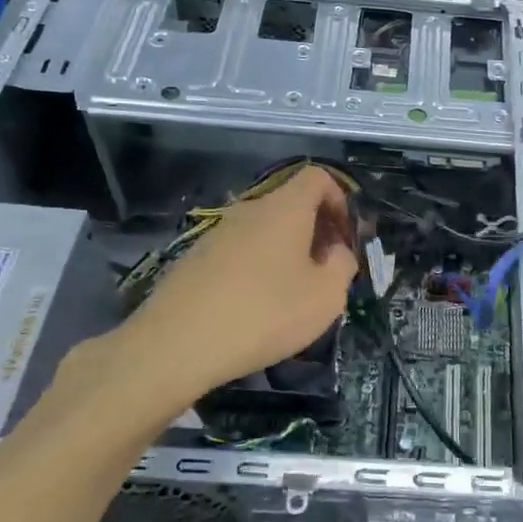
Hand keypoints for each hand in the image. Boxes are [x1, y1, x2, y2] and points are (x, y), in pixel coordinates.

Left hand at [121, 165, 357, 401]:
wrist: (176, 344)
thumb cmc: (264, 314)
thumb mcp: (326, 297)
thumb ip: (342, 266)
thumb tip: (335, 252)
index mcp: (285, 208)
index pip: (317, 177)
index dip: (339, 199)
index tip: (345, 237)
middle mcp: (249, 210)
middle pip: (290, 205)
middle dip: (314, 231)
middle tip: (325, 271)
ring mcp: (217, 233)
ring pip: (263, 231)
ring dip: (284, 252)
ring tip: (290, 295)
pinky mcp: (195, 259)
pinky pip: (238, 252)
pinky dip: (255, 269)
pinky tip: (253, 308)